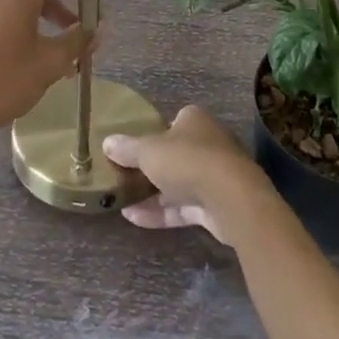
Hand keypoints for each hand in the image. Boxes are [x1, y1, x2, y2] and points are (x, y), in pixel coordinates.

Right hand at [103, 105, 269, 244]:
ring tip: (121, 201)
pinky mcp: (217, 206)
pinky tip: (134, 219)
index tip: (133, 149)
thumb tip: (107, 142)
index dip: (153, 134)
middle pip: (174, 154)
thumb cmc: (187, 161)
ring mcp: (215, 176)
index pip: (172, 122)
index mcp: (194, 120)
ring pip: (178, 183)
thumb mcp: (148, 151)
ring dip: (152, 193)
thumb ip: (127, 148)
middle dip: (151, 167)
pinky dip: (161, 212)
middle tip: (124, 176)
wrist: (231, 200)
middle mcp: (208, 143)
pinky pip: (184, 207)